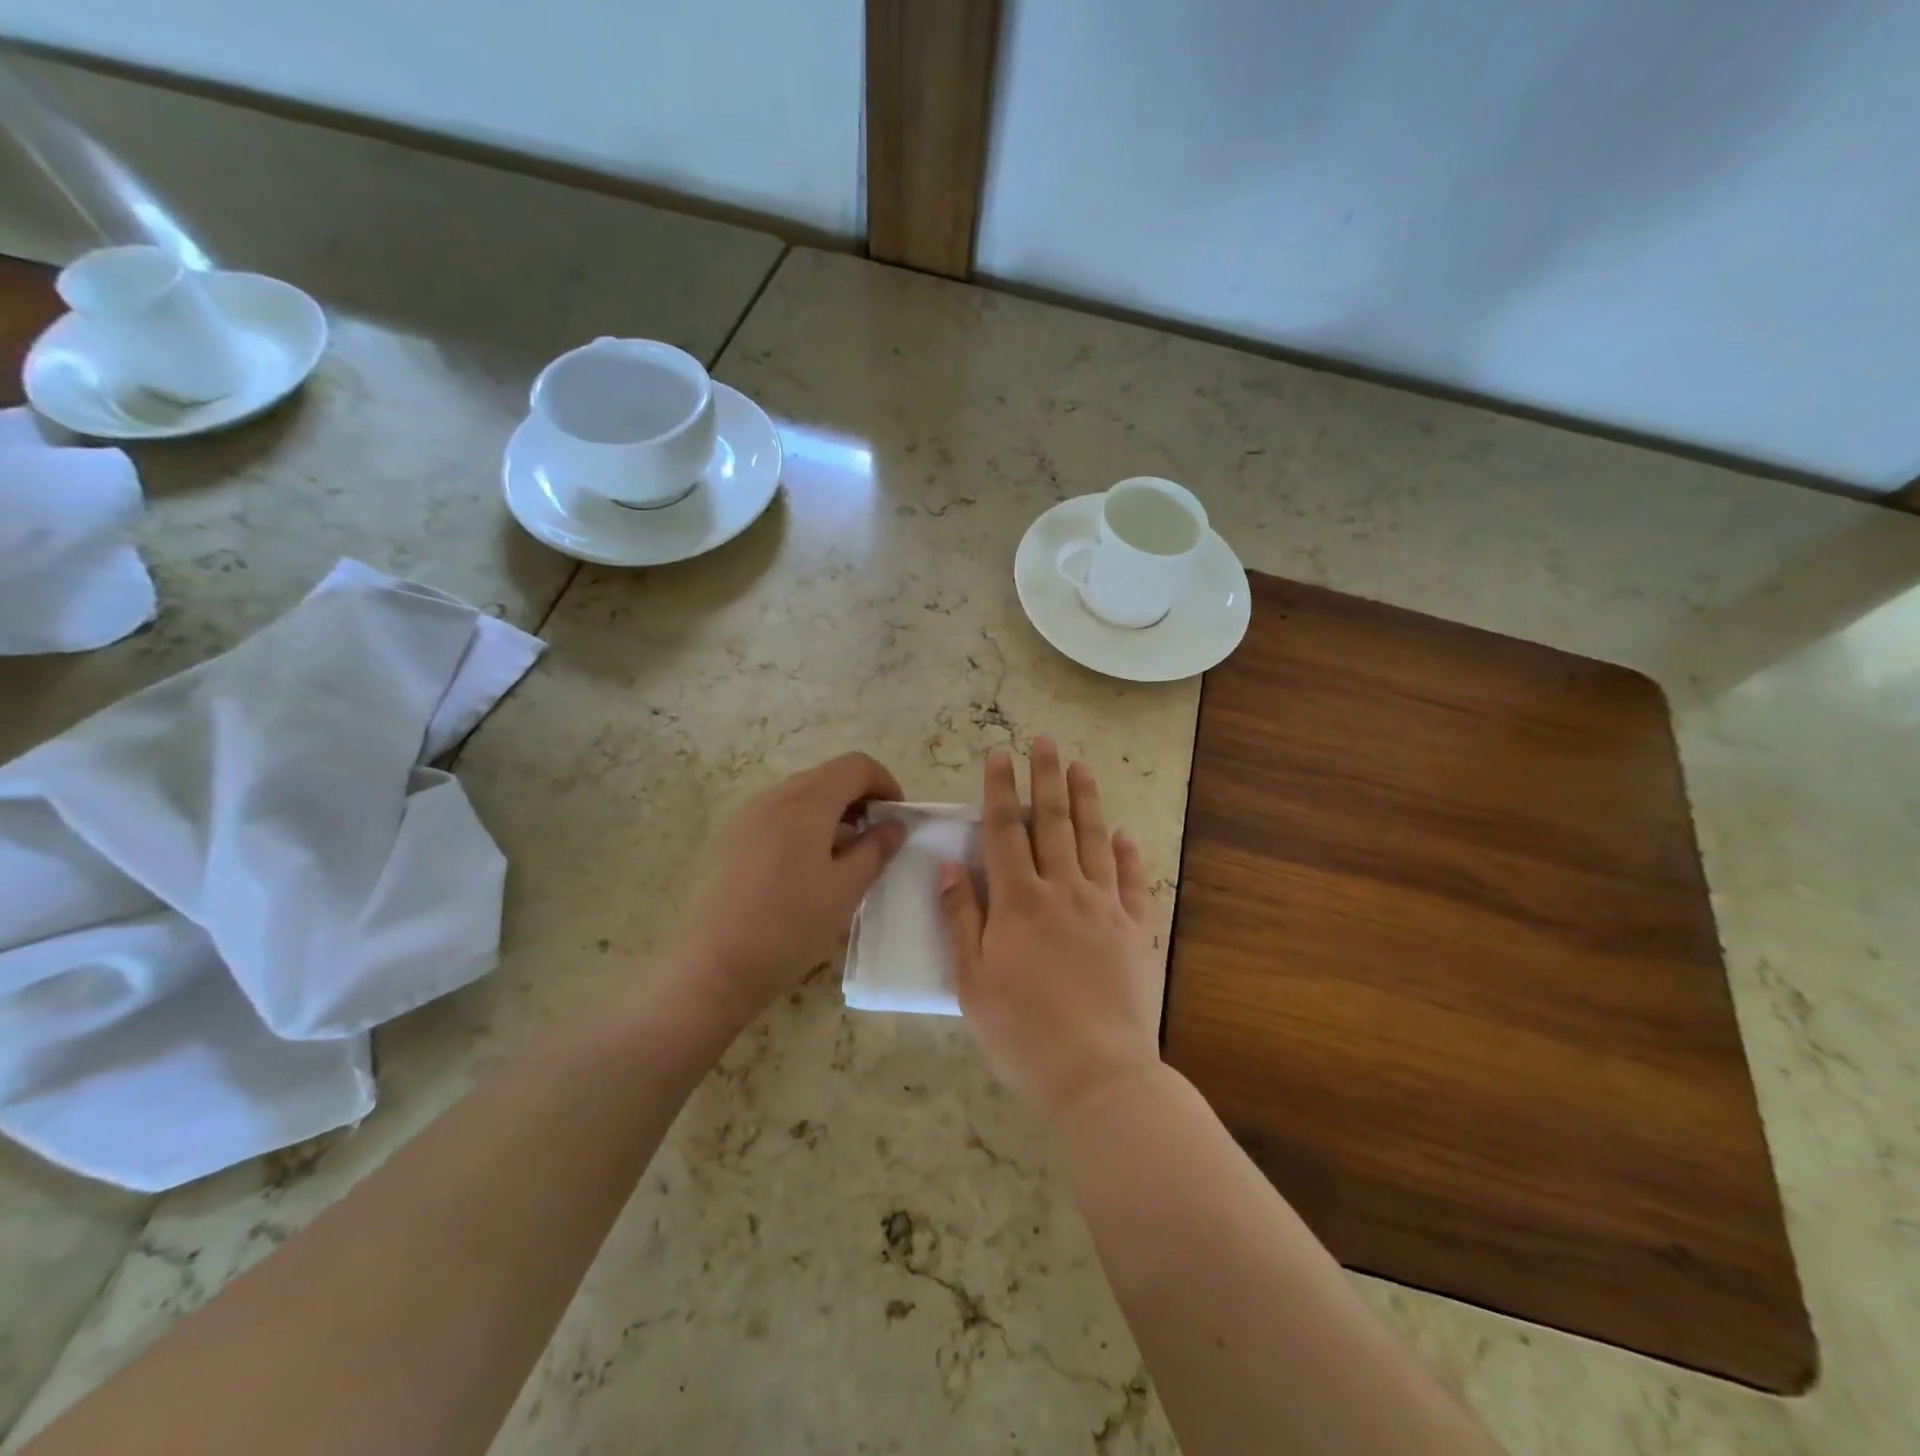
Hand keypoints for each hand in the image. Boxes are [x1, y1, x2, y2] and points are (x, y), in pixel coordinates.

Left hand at [669, 752, 906, 1022]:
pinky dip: (804, 827)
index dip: (885, 783)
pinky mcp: (731, 838)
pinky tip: (806, 871)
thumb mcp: (846, 889)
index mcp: (807, 801)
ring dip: (832, 815)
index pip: (856, 765)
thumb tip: (894, 826)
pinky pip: (778, 816)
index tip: (897, 819)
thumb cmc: (790, 924)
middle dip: (860, 800)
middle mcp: (774, 796)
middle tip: (876, 840)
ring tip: (844, 859)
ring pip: (801, 797)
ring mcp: (747, 816)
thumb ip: (876, 849)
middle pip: (828, 777)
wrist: (714, 965)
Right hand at [940, 738, 1164, 1120]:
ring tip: (1080, 767)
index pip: (1004, 832)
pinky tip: (1122, 834)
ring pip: (1093, 840)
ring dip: (1085, 800)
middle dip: (1045, 778)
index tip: (998, 755)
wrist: (1097, 1075)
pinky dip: (1126, 853)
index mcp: (1019, 902)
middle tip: (1044, 741)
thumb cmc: (1022, 1032)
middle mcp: (1063, 891)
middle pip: (1052, 823)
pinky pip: (1132, 881)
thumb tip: (950, 866)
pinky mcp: (1137, 930)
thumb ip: (961, 919)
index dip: (999, 791)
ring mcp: (1105, 907)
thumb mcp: (973, 981)